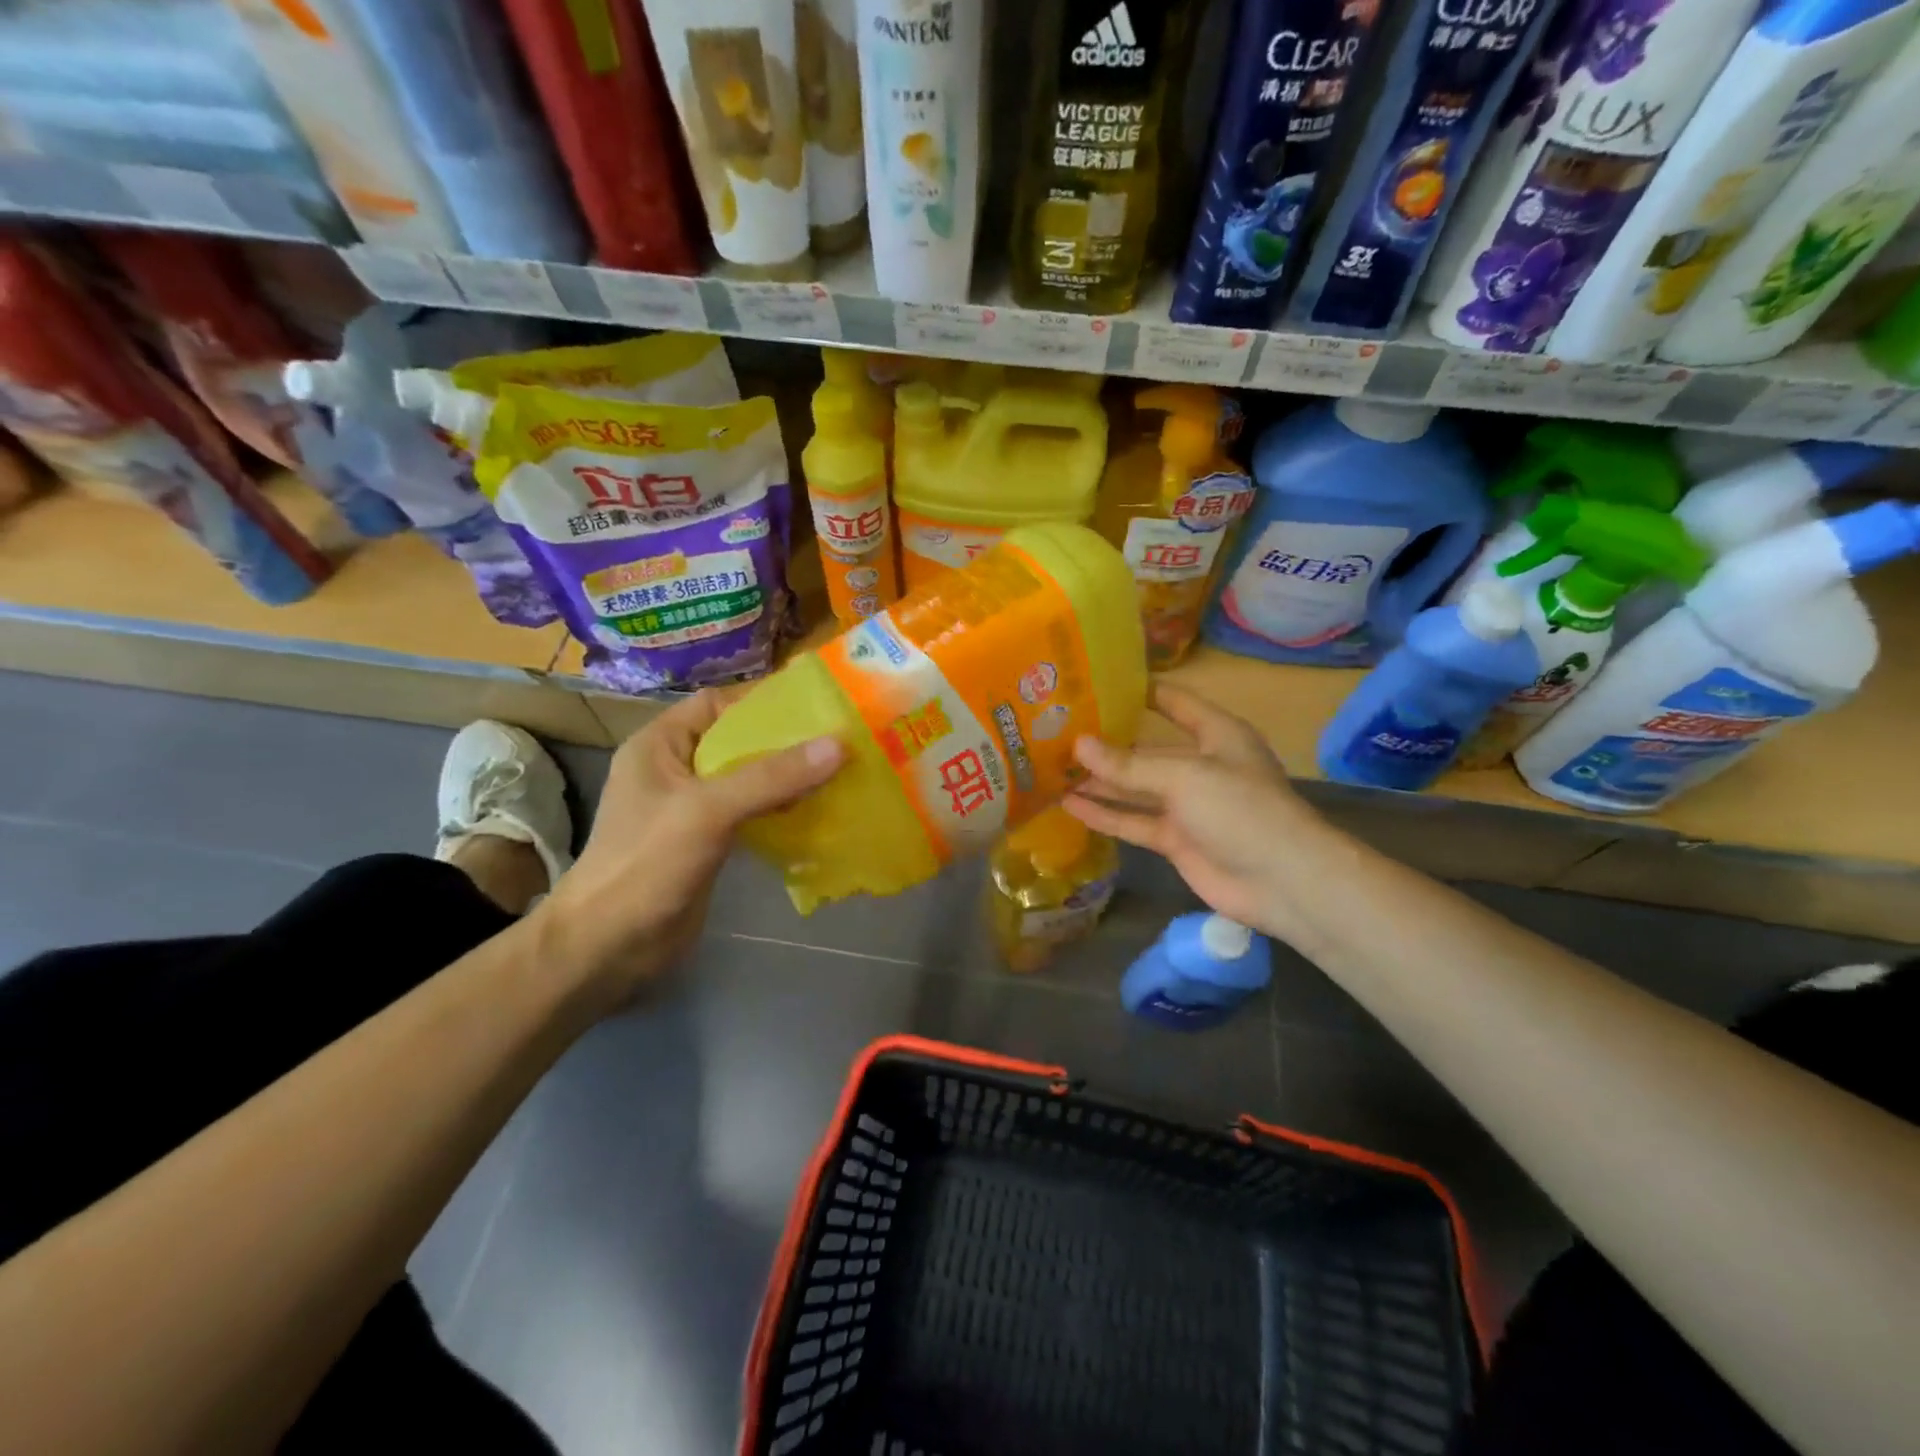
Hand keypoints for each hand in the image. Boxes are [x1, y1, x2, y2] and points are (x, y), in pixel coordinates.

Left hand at [536, 690, 842, 1008]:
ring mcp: (692, 809)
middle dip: (785, 740)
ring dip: (787, 776)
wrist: (609, 947)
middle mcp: (676, 769)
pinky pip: (750, 812)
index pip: (717, 704)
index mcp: (660, 745)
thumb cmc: (647, 864)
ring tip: (838, 769)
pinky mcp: (707, 842)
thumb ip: (771, 777)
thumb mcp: (708, 810)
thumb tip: (838, 745)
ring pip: (748, 779)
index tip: (817, 702)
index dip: (763, 699)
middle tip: (840, 736)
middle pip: (738, 741)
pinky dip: (780, 809)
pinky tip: (816, 811)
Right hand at [1064, 683, 1334, 942]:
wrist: (1282, 881)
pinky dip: (1105, 815)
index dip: (1140, 691)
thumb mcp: (1183, 776)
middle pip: (1146, 749)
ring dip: (1099, 781)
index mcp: (1216, 734)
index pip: (1174, 702)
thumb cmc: (1240, 808)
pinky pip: (1134, 822)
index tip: (1097, 681)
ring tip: (1053, 769)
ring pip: (1135, 788)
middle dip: (1107, 743)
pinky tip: (1070, 806)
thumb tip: (1078, 745)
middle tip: (1057, 732)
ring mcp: (1186, 805)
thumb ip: (1129, 765)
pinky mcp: (1175, 839)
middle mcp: (1199, 765)